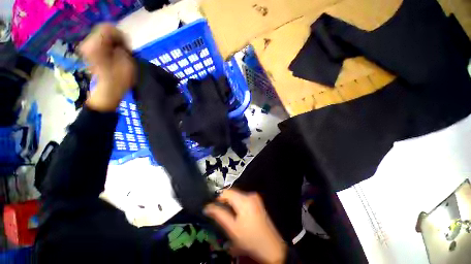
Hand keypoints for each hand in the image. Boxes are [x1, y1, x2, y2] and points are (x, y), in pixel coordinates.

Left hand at [79, 23, 135, 111]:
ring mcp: (86, 49)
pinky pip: (98, 43)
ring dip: (112, 44)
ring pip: (101, 37)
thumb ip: (123, 48)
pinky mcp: (87, 53)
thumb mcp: (127, 63)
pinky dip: (107, 47)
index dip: (120, 36)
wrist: (106, 94)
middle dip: (116, 39)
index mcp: (96, 45)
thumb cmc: (118, 81)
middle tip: (124, 51)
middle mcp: (87, 43)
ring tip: (119, 55)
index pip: (108, 28)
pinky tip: (113, 57)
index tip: (126, 47)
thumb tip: (119, 43)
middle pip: (103, 31)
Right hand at [205, 189, 286, 263]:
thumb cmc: (250, 238)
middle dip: (224, 201)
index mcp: (244, 199)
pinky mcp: (257, 201)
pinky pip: (243, 199)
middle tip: (218, 212)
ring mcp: (255, 197)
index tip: (211, 205)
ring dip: (230, 204)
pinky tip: (236, 215)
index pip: (226, 192)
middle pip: (232, 194)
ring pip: (237, 197)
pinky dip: (237, 205)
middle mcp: (250, 195)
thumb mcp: (232, 228)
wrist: (270, 246)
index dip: (217, 197)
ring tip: (227, 215)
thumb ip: (219, 215)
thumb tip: (207, 207)